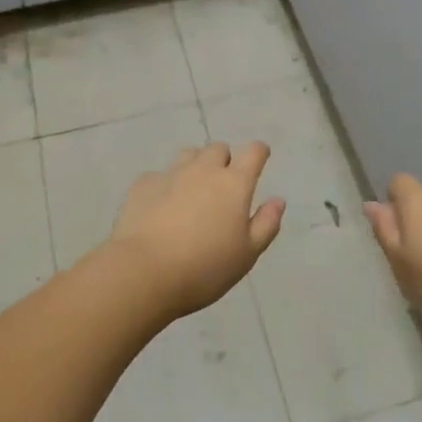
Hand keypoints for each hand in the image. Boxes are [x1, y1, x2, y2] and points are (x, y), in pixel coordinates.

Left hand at [104, 143, 285, 319]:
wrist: (145, 272)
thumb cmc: (205, 267)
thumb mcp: (247, 254)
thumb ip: (266, 224)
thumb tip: (278, 200)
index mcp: (234, 184)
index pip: (253, 152)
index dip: (259, 152)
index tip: (260, 158)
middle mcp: (204, 170)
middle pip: (218, 149)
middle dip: (224, 160)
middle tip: (223, 186)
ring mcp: (171, 174)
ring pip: (188, 156)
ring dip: (195, 166)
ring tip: (192, 192)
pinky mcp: (143, 185)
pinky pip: (159, 176)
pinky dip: (165, 186)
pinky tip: (160, 208)